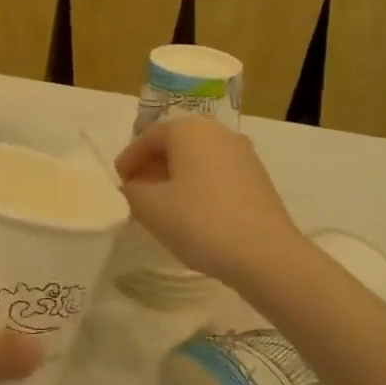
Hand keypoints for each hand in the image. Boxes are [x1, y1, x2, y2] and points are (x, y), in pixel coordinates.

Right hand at [114, 120, 300, 287]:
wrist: (266, 255)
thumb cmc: (200, 222)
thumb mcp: (151, 208)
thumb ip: (133, 191)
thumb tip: (135, 185)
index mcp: (188, 129)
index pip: (149, 137)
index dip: (130, 159)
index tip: (119, 182)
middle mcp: (217, 132)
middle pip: (175, 144)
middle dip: (153, 166)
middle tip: (137, 192)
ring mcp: (243, 154)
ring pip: (198, 159)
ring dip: (177, 177)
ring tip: (164, 205)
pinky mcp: (258, 178)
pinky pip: (217, 173)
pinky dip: (199, 186)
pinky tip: (193, 213)